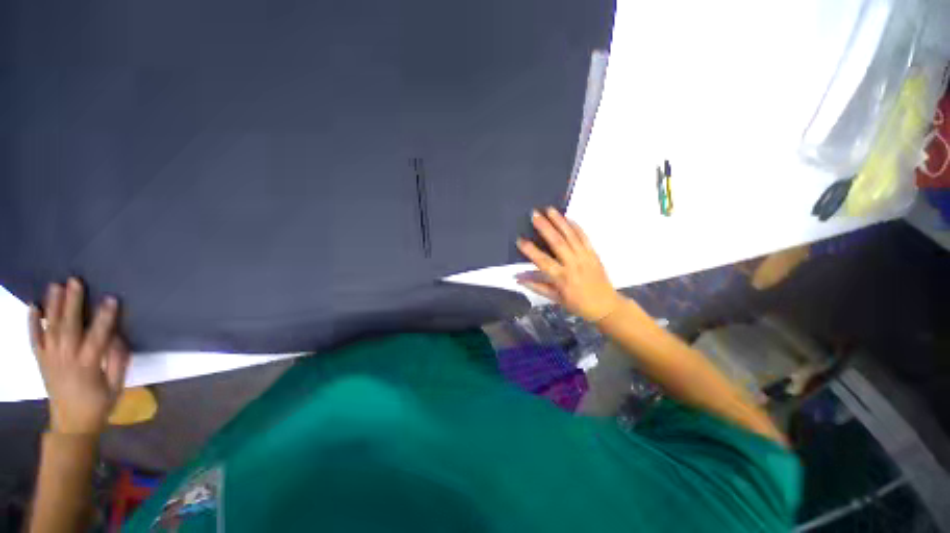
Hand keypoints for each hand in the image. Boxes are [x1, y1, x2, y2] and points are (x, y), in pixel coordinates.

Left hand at [28, 278, 129, 434]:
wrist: (71, 425)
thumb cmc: (98, 405)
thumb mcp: (115, 387)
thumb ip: (117, 362)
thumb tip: (118, 337)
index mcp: (87, 367)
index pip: (96, 338)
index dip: (104, 318)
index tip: (110, 299)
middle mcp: (66, 359)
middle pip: (68, 328)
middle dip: (72, 303)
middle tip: (75, 281)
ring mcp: (50, 359)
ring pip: (50, 329)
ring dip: (52, 306)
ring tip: (55, 285)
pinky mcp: (41, 361)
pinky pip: (34, 339)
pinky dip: (32, 323)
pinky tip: (33, 306)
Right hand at [516, 207, 622, 321]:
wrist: (606, 305)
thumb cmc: (577, 304)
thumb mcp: (554, 299)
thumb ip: (536, 286)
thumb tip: (517, 278)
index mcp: (562, 278)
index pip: (543, 261)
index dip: (530, 251)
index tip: (519, 240)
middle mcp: (574, 265)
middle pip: (558, 243)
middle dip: (545, 227)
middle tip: (534, 215)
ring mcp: (585, 257)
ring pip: (571, 236)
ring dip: (559, 221)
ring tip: (549, 209)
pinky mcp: (594, 253)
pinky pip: (584, 237)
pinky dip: (575, 226)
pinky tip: (567, 218)